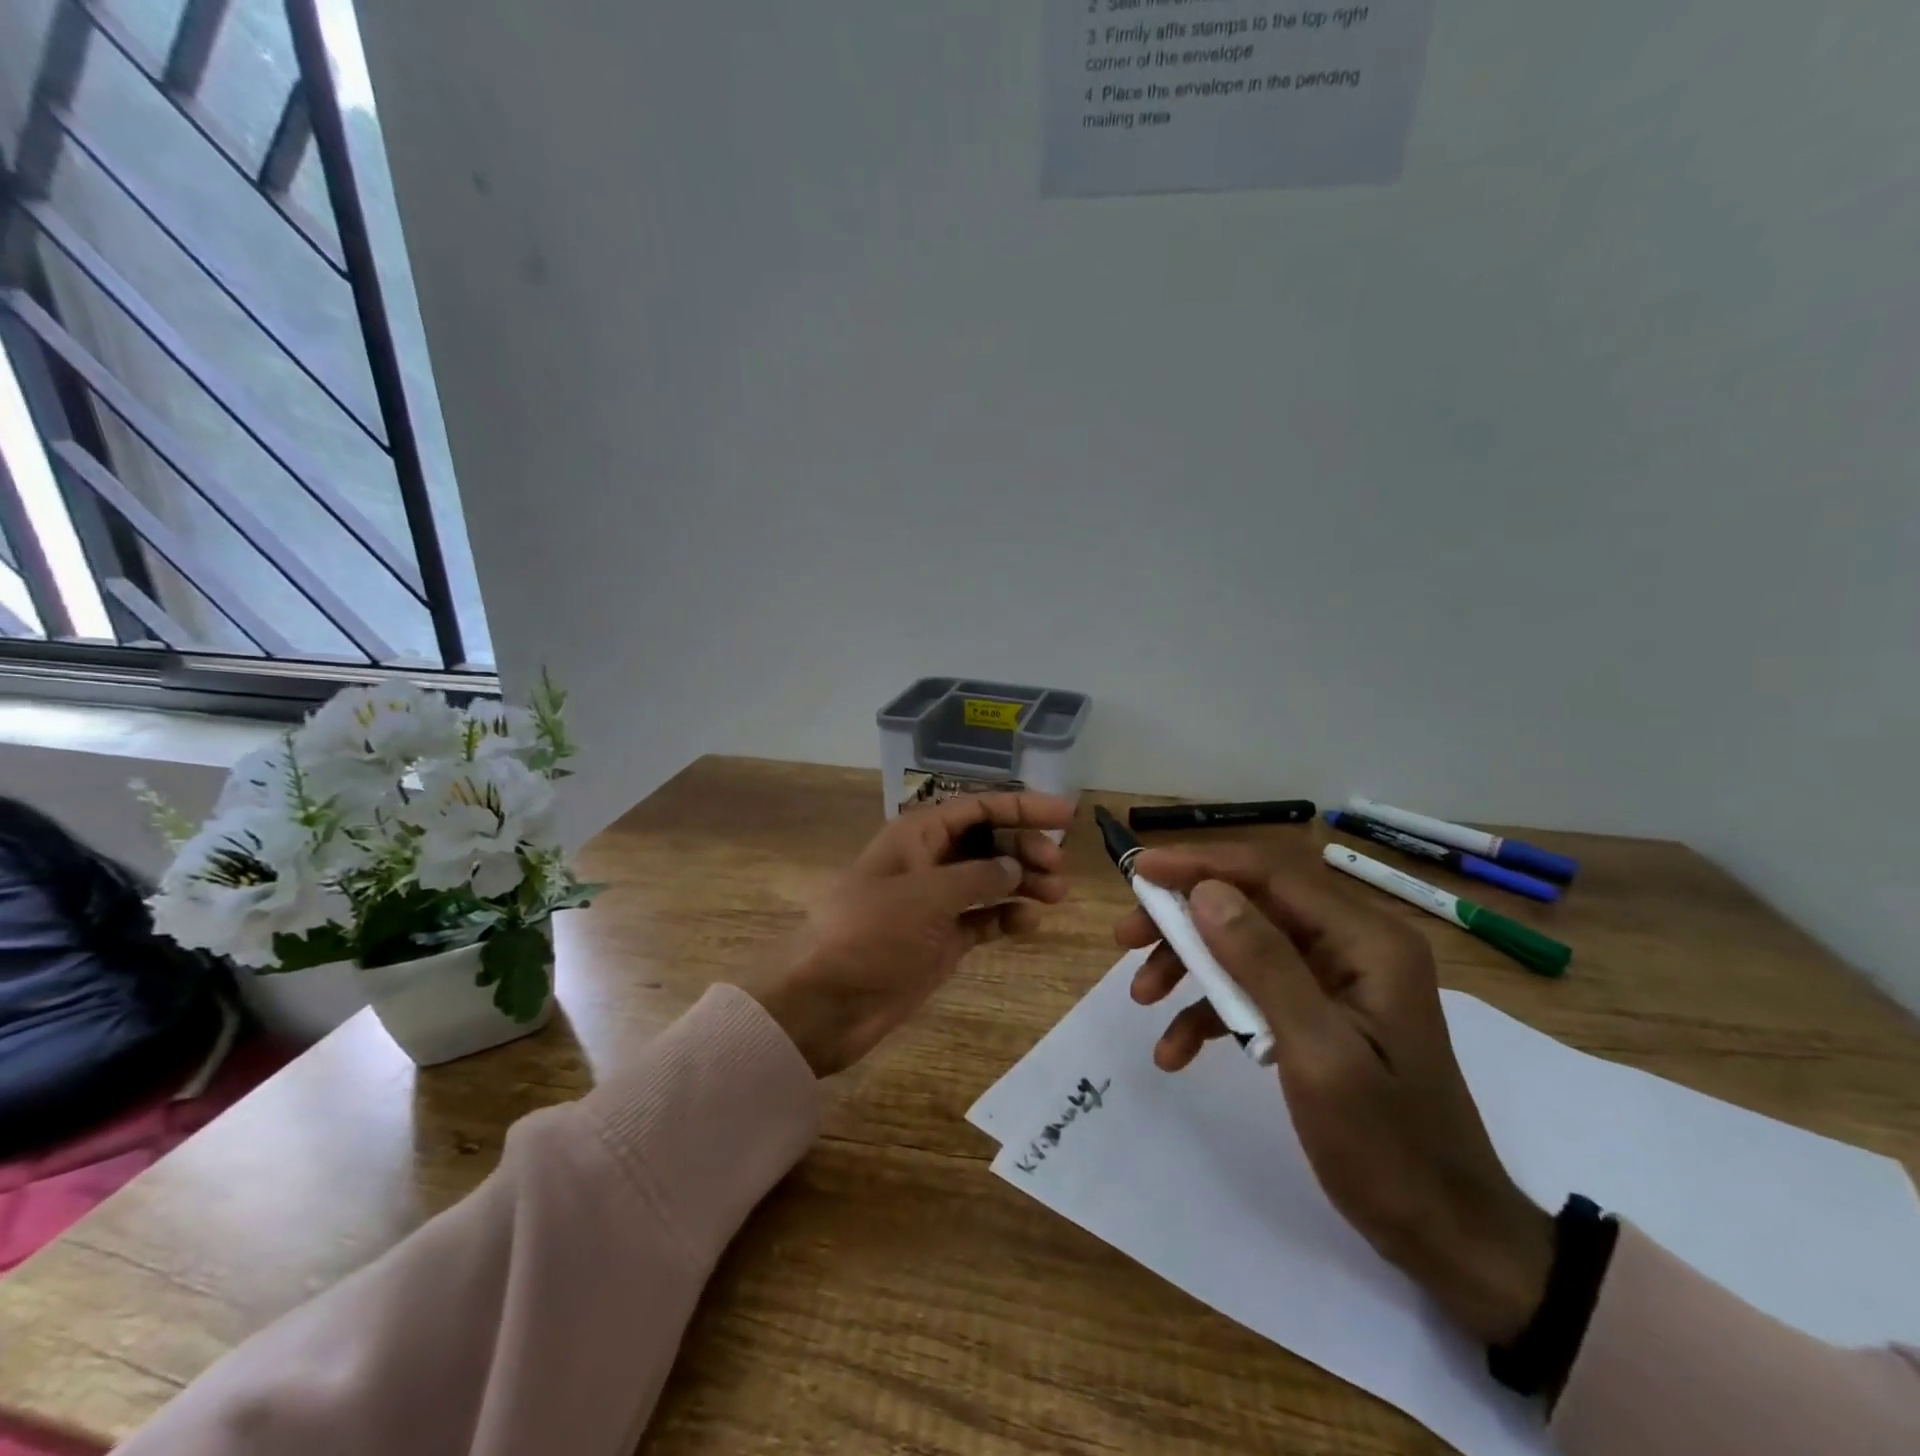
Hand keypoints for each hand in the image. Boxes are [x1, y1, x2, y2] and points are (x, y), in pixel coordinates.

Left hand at [747, 791, 1073, 1076]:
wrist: (828, 1003)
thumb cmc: (870, 934)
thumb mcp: (925, 897)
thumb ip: (977, 877)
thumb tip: (1014, 865)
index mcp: (917, 835)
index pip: (978, 807)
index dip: (1022, 807)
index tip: (1066, 816)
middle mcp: (929, 861)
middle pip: (988, 841)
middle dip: (1025, 847)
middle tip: (1057, 868)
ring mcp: (936, 901)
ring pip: (990, 879)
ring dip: (1023, 882)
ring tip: (1056, 895)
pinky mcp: (941, 938)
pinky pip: (983, 918)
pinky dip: (1007, 917)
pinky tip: (1030, 924)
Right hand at [1117, 845, 1553, 1344]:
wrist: (1448, 1236)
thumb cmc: (1389, 1147)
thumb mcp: (1318, 1054)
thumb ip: (1262, 964)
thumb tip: (1204, 890)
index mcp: (1366, 940)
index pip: (1269, 874)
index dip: (1199, 865)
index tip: (1138, 870)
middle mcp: (1352, 944)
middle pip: (1250, 904)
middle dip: (1184, 919)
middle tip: (1125, 936)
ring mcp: (1336, 978)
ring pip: (1243, 944)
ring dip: (1189, 966)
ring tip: (1142, 997)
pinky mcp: (1320, 1011)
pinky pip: (1254, 990)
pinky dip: (1211, 1011)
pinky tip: (1176, 1048)